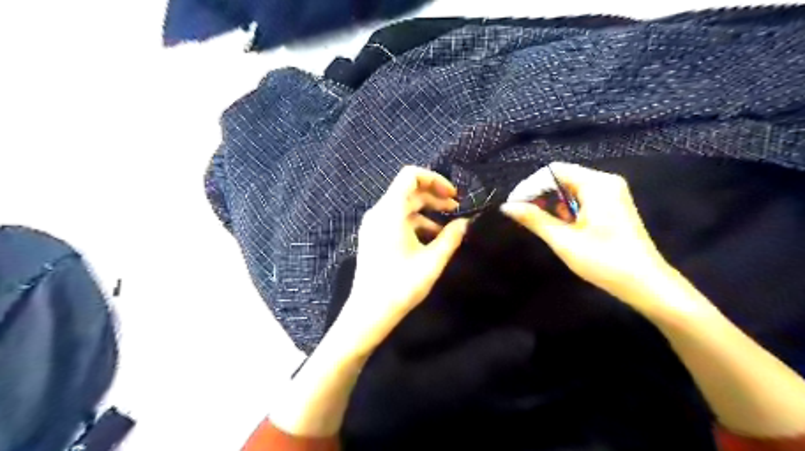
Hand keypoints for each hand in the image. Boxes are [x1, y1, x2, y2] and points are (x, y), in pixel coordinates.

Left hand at [332, 166, 468, 359]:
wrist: (369, 312)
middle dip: (434, 196)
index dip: (434, 179)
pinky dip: (415, 223)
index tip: (453, 195)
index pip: (410, 176)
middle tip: (456, 208)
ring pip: (403, 207)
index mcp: (390, 211)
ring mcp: (373, 225)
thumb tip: (466, 223)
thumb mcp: (432, 261)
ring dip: (427, 212)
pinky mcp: (373, 236)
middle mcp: (379, 212)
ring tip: (448, 227)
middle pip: (408, 191)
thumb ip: (451, 237)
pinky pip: (396, 220)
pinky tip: (431, 239)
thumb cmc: (401, 285)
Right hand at [501, 162, 671, 309]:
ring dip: (551, 204)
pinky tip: (559, 226)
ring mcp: (611, 193)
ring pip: (570, 189)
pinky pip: (581, 198)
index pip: (553, 171)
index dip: (530, 186)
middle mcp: (605, 182)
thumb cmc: (605, 262)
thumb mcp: (564, 240)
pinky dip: (565, 209)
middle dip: (539, 195)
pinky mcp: (612, 205)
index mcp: (597, 184)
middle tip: (523, 216)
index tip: (514, 205)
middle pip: (562, 177)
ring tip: (539, 224)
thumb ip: (534, 219)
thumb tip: (506, 206)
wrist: (646, 284)